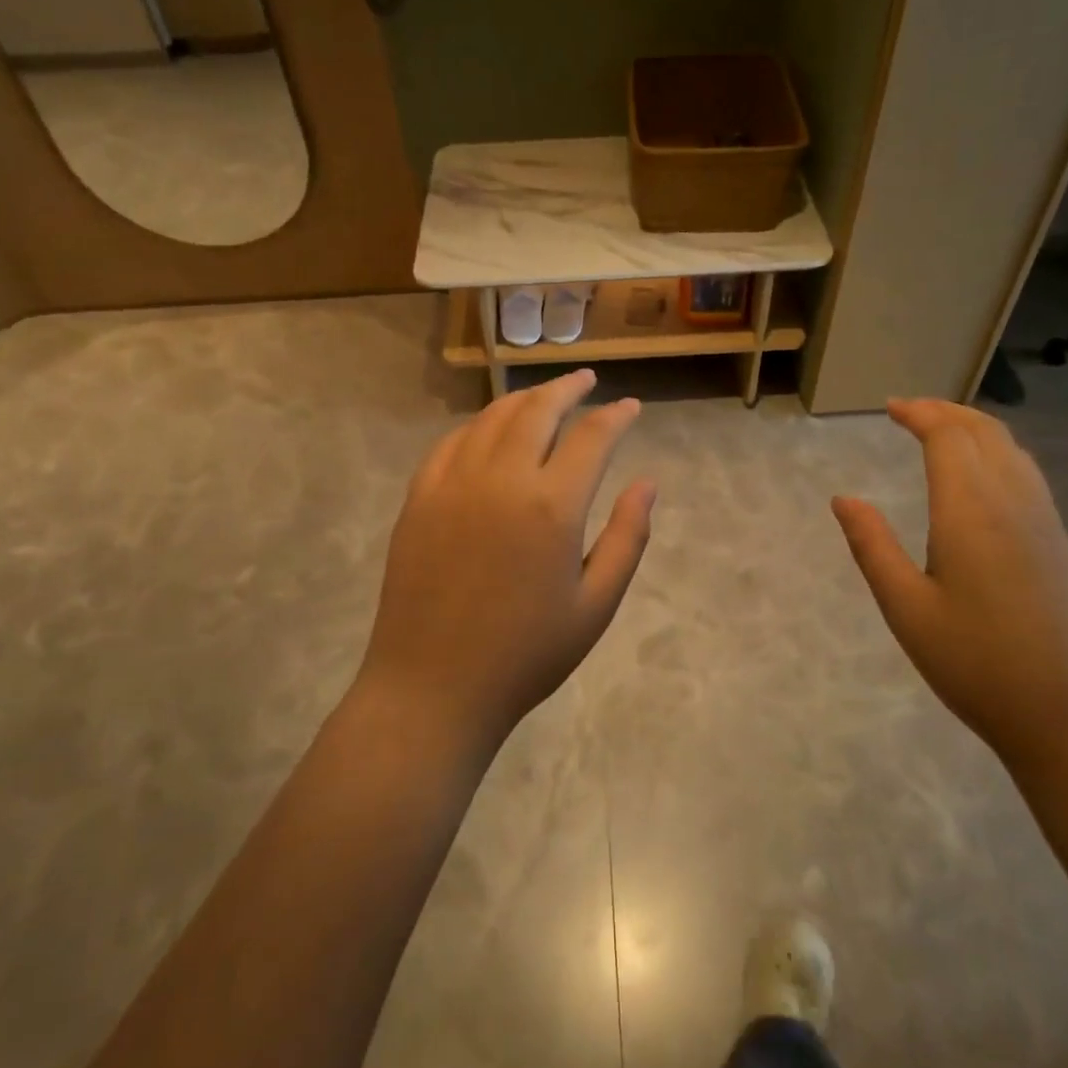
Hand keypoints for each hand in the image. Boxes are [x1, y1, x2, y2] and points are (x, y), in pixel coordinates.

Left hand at [360, 369, 655, 749]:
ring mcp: (453, 483)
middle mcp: (502, 479)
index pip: (592, 437)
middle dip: (567, 389)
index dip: (616, 416)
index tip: (630, 407)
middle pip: (538, 410)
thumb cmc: (526, 655)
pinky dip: (478, 426)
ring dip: (523, 399)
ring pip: (492, 418)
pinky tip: (489, 430)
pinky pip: (452, 443)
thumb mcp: (596, 605)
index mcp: (552, 506)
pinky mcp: (419, 497)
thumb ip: (627, 537)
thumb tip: (648, 482)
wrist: (433, 687)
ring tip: (544, 396)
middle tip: (586, 380)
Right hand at [831, 399, 1067, 774]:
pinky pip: (1028, 475)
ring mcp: (1045, 523)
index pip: (948, 438)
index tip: (890, 407)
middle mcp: (1014, 504)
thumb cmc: (976, 664)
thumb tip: (843, 499)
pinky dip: (999, 453)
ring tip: (943, 431)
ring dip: (976, 428)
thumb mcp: (906, 608)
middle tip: (911, 410)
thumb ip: (872, 547)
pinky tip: (983, 476)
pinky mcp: (1061, 545)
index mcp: (971, 512)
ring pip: (1013, 451)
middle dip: (947, 411)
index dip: (919, 414)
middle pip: (985, 433)